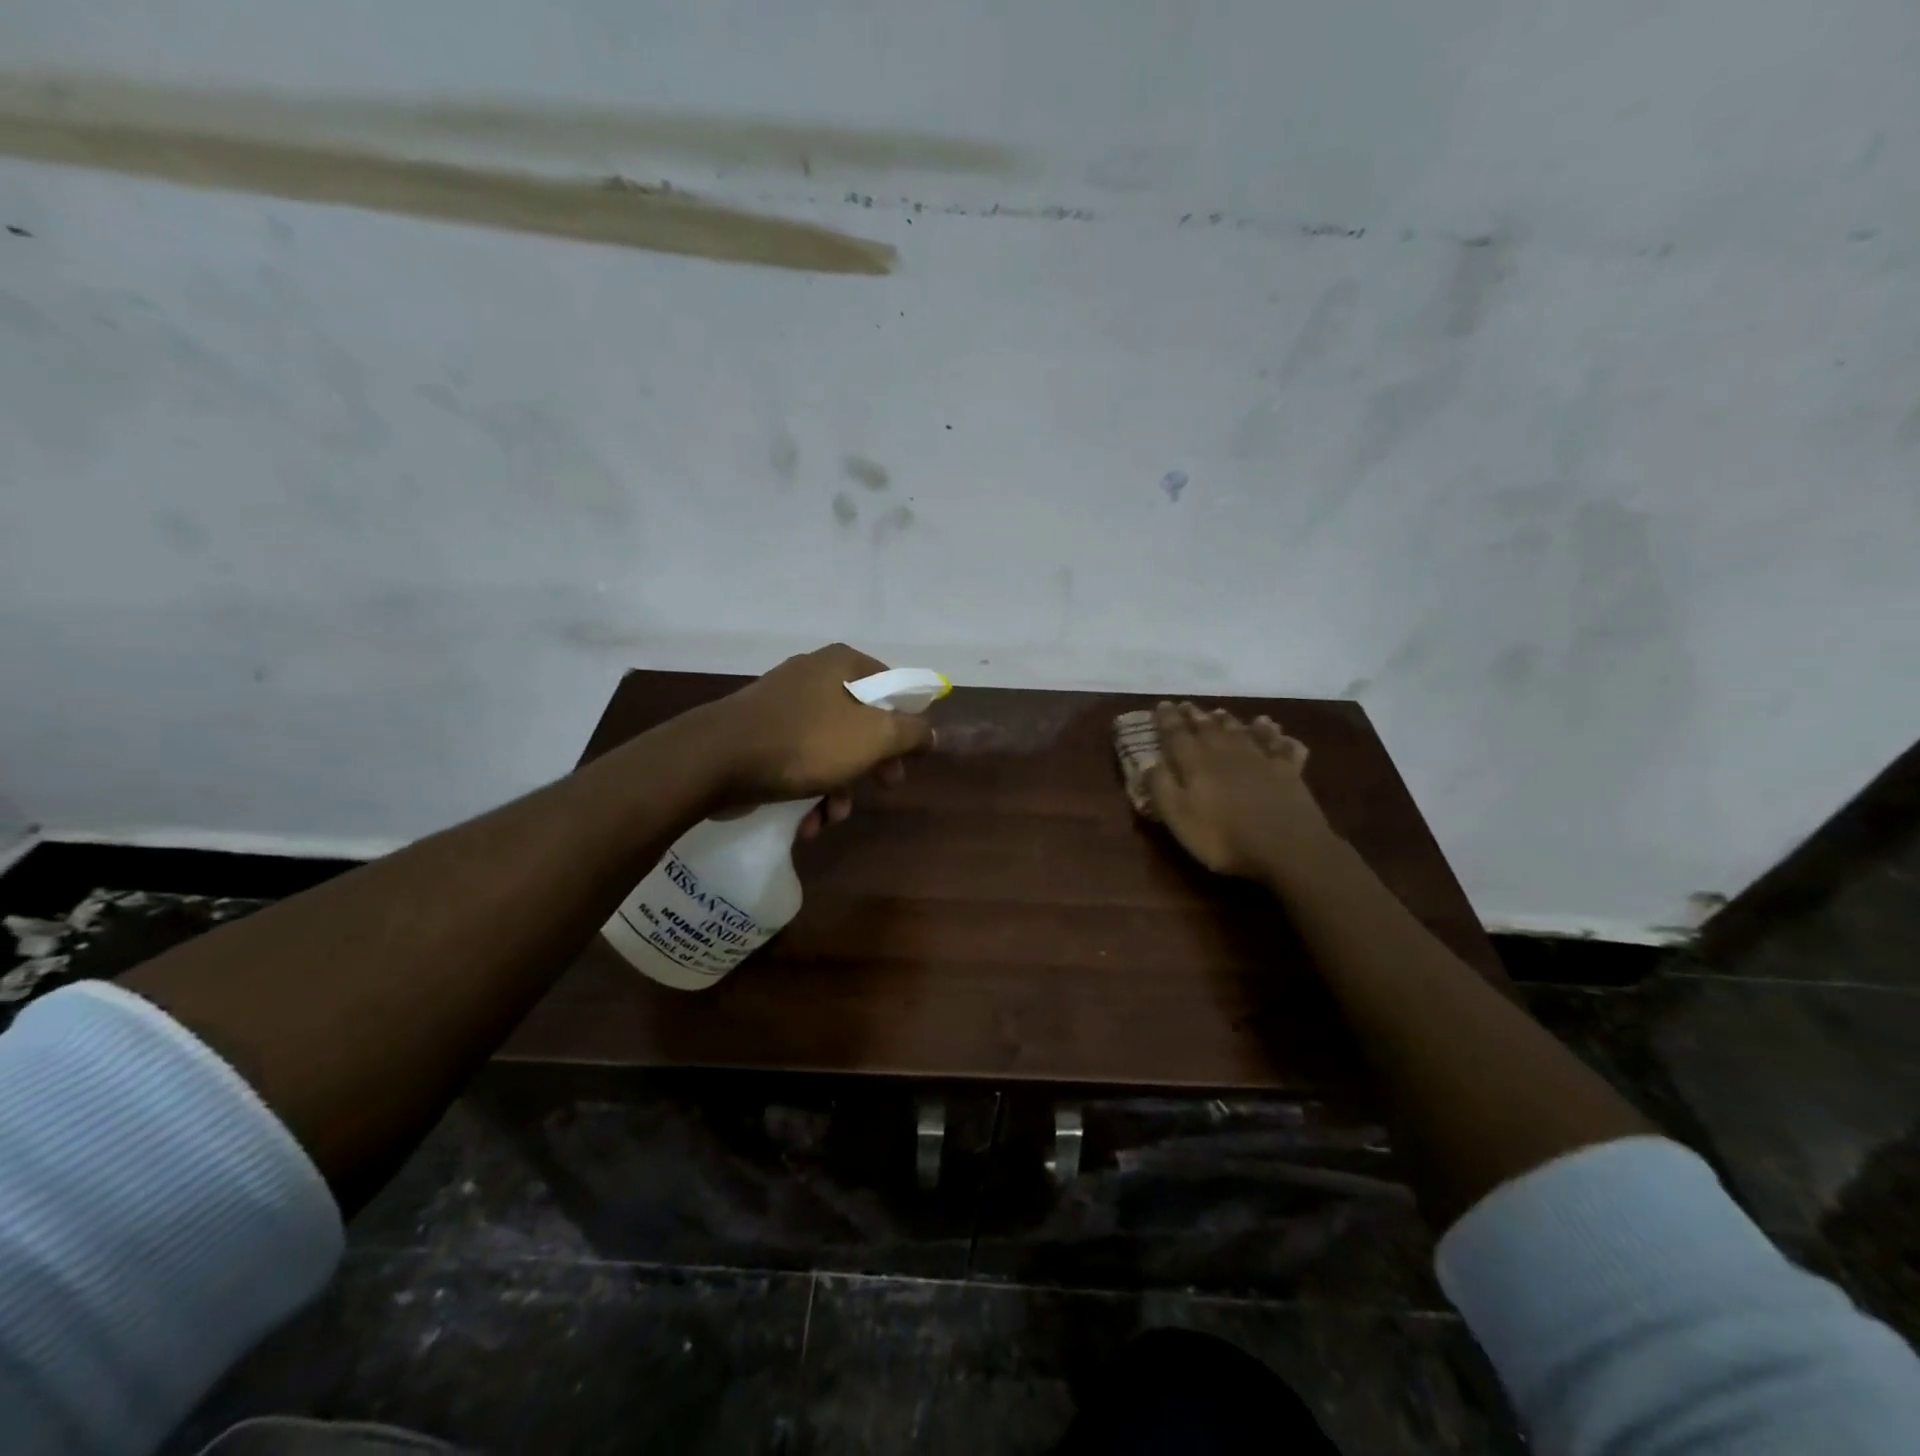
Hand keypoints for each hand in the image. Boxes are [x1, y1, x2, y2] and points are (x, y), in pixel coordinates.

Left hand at [700, 643, 933, 832]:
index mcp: (842, 664)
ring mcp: (784, 704)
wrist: (715, 760)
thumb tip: (931, 733)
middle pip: (863, 721)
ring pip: (831, 747)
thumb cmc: (805, 742)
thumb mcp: (873, 737)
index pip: (892, 686)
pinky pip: (800, 759)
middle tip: (883, 787)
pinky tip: (805, 821)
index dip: (907, 724)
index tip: (908, 758)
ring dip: (839, 788)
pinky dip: (809, 789)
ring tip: (831, 817)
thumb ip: (911, 733)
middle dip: (872, 765)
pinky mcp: (761, 733)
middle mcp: (814, 676)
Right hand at [1146, 702, 1333, 879]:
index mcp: (1197, 763)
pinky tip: (1272, 727)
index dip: (1167, 719)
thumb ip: (1161, 786)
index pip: (1176, 734)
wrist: (1288, 847)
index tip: (1161, 704)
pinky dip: (1273, 734)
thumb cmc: (1223, 838)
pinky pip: (1280, 745)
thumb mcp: (1179, 817)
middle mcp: (1227, 753)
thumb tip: (1147, 760)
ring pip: (1241, 732)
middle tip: (1186, 705)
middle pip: (1208, 728)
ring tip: (1220, 712)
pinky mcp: (1288, 771)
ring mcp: (1261, 759)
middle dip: (1194, 716)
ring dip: (1228, 721)